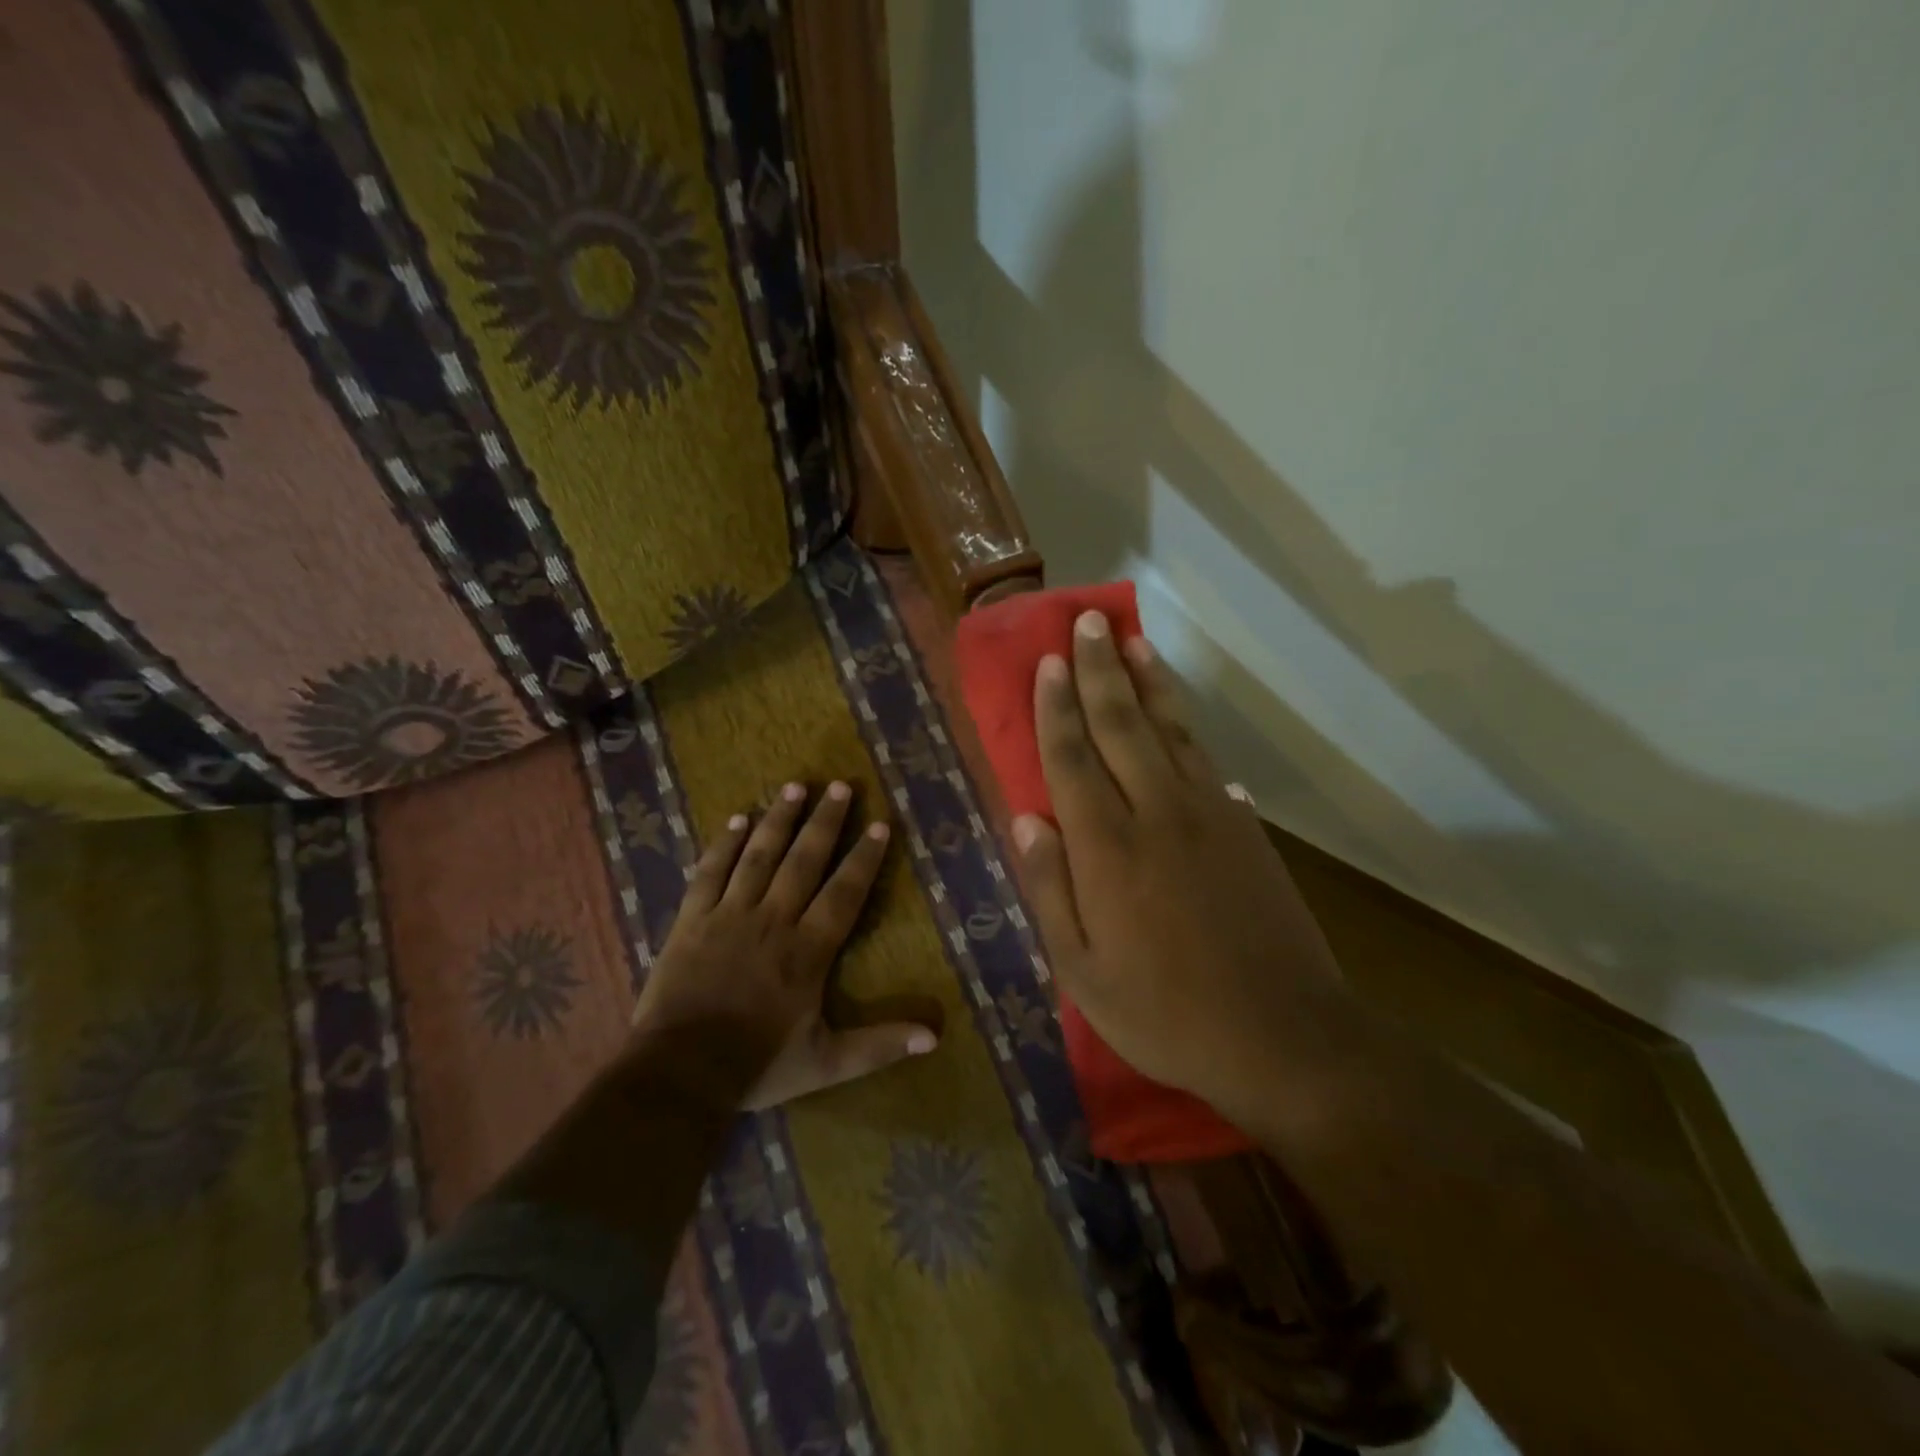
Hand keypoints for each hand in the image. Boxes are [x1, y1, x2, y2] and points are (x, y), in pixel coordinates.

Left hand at [631, 780, 937, 1109]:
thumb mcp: (826, 1063)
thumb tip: (935, 1036)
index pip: (844, 893)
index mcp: (808, 951)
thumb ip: (879, 1045)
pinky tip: (738, 819)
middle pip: (803, 861)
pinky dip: (724, 844)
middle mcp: (773, 921)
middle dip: (825, 822)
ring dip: (779, 819)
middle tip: (840, 786)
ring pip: (759, 856)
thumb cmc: (757, 1065)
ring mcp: (729, 915)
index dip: (864, 858)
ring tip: (795, 787)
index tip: (880, 824)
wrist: (679, 1073)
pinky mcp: (692, 920)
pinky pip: (710, 872)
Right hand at [1013, 611, 1348, 1120]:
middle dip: (1100, 670)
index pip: (1072, 758)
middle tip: (1087, 622)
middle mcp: (1156, 813)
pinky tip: (1179, 716)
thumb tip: (1026, 820)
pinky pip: (1207, 762)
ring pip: (1170, 731)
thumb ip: (1050, 889)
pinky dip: (1188, 729)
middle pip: (1121, 725)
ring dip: (1148, 682)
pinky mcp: (1246, 829)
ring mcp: (1209, 815)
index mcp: (1107, 848)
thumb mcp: (1082, 971)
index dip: (1057, 707)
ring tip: (1133, 642)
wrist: (1282, 1035)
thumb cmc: (1165, 1012)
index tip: (1049, 662)